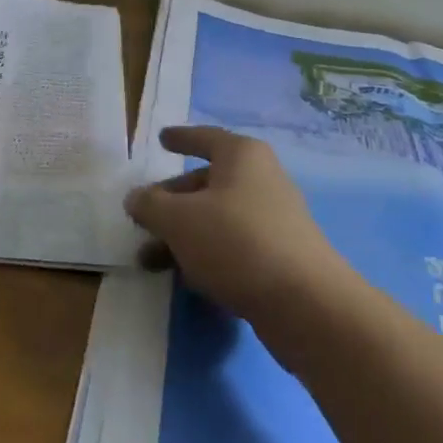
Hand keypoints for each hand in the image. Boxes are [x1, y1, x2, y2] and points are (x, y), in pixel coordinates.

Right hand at [125, 126, 337, 319]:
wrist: (306, 305)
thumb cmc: (236, 242)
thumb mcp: (178, 219)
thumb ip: (150, 205)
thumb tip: (135, 198)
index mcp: (242, 157)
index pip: (205, 138)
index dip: (181, 138)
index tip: (163, 139)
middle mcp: (261, 180)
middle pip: (206, 183)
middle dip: (171, 201)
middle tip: (142, 218)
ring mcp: (274, 220)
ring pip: (216, 219)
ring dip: (183, 236)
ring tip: (149, 261)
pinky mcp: (279, 257)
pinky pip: (233, 247)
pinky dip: (207, 256)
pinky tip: (187, 279)